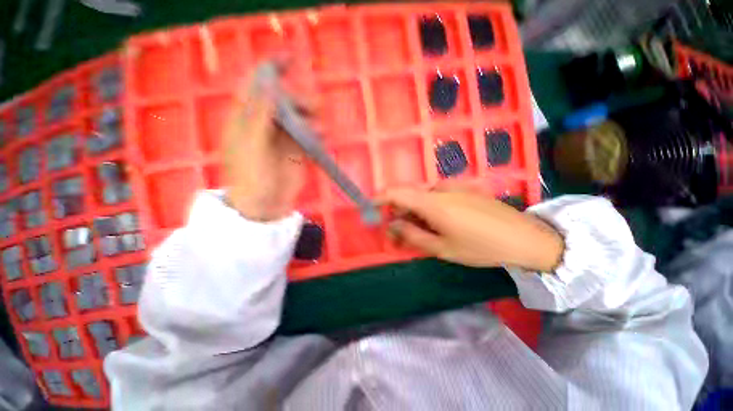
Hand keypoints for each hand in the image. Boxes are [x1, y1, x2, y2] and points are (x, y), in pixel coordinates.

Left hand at [222, 65, 310, 220]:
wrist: (264, 206)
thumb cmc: (251, 177)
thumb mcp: (250, 145)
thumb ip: (259, 116)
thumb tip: (270, 87)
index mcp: (247, 119)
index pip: (257, 85)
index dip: (272, 69)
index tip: (292, 57)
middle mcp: (266, 125)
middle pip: (285, 102)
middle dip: (299, 100)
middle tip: (314, 107)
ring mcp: (284, 139)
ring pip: (300, 119)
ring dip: (312, 119)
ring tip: (320, 128)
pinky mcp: (298, 153)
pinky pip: (309, 137)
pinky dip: (317, 135)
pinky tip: (322, 139)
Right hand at [381, 187, 564, 271]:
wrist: (525, 237)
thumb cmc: (481, 247)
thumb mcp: (443, 248)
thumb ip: (413, 235)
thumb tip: (393, 226)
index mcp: (433, 202)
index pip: (397, 192)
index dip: (380, 198)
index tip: (370, 208)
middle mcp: (440, 189)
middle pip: (408, 195)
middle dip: (398, 212)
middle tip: (397, 233)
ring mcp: (454, 187)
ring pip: (422, 197)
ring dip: (413, 212)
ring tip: (418, 232)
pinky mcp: (463, 190)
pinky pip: (436, 196)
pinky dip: (427, 208)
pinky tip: (437, 223)